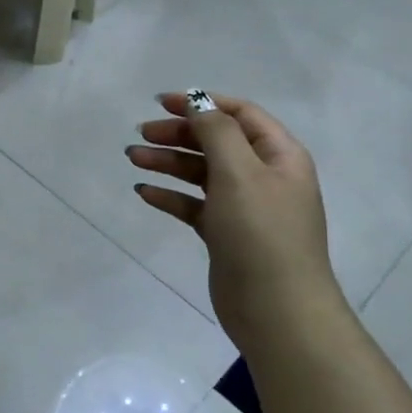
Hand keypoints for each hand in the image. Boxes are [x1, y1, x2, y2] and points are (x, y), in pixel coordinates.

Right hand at [127, 92, 342, 343]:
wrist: (276, 309)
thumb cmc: (261, 233)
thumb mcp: (240, 173)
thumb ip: (217, 132)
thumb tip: (198, 103)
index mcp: (279, 155)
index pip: (239, 114)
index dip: (202, 103)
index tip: (161, 102)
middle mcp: (263, 176)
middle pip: (216, 142)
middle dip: (178, 134)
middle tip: (140, 135)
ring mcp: (244, 207)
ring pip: (201, 173)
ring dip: (168, 162)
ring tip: (132, 160)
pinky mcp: (224, 234)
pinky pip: (193, 205)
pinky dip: (170, 196)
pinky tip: (144, 193)